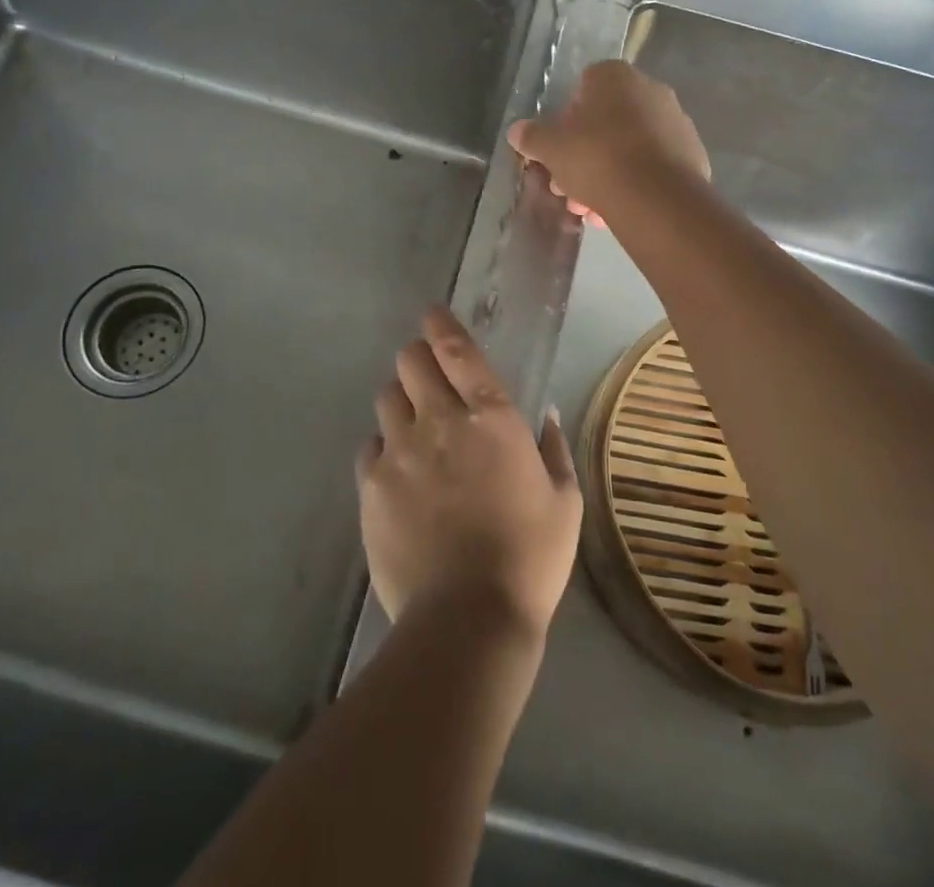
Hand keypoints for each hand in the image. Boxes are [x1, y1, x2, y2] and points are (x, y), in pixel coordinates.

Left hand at [356, 308, 581, 637]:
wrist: (468, 619)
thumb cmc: (529, 557)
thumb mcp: (564, 501)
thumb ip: (554, 448)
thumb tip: (547, 413)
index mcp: (491, 417)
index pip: (457, 350)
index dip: (441, 324)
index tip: (432, 313)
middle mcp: (440, 421)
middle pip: (410, 362)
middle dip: (418, 359)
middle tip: (428, 376)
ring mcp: (400, 451)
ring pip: (387, 398)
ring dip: (401, 401)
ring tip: (414, 426)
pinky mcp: (371, 485)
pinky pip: (369, 446)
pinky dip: (383, 447)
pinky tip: (398, 470)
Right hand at [507, 61, 709, 222]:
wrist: (657, 198)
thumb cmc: (597, 158)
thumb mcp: (551, 148)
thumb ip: (533, 136)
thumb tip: (517, 131)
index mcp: (615, 77)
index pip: (584, 87)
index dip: (566, 120)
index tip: (558, 149)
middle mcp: (651, 90)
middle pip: (607, 121)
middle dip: (584, 154)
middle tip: (568, 186)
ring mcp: (676, 122)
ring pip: (629, 147)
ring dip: (606, 174)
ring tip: (590, 209)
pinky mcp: (693, 155)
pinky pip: (652, 166)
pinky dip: (634, 184)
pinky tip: (617, 211)